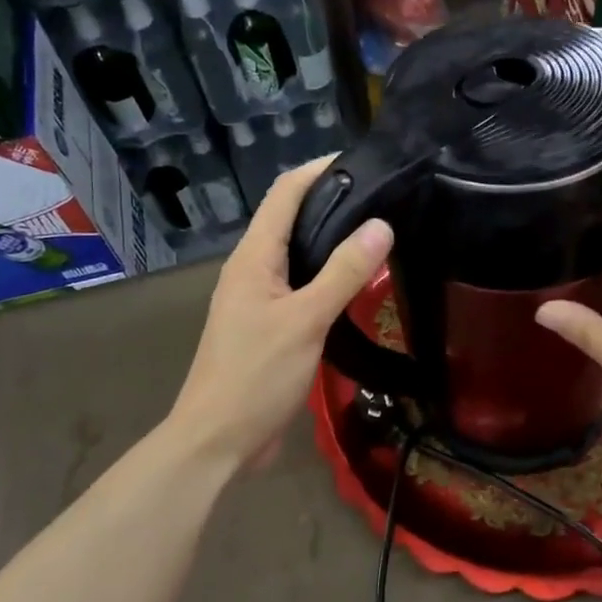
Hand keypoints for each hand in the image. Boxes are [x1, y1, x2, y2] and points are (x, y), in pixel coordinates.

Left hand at [168, 158, 392, 470]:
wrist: (217, 439)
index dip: (320, 169)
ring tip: (379, 236)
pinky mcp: (269, 327)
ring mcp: (259, 299)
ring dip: (332, 241)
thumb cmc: (256, 375)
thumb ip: (343, 272)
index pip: (285, 192)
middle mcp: (252, 269)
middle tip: (384, 200)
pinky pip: (301, 288)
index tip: (364, 162)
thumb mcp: (305, 321)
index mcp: (253, 257)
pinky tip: (357, 287)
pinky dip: (328, 277)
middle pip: (292, 219)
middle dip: (333, 202)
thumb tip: (381, 224)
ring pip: (298, 255)